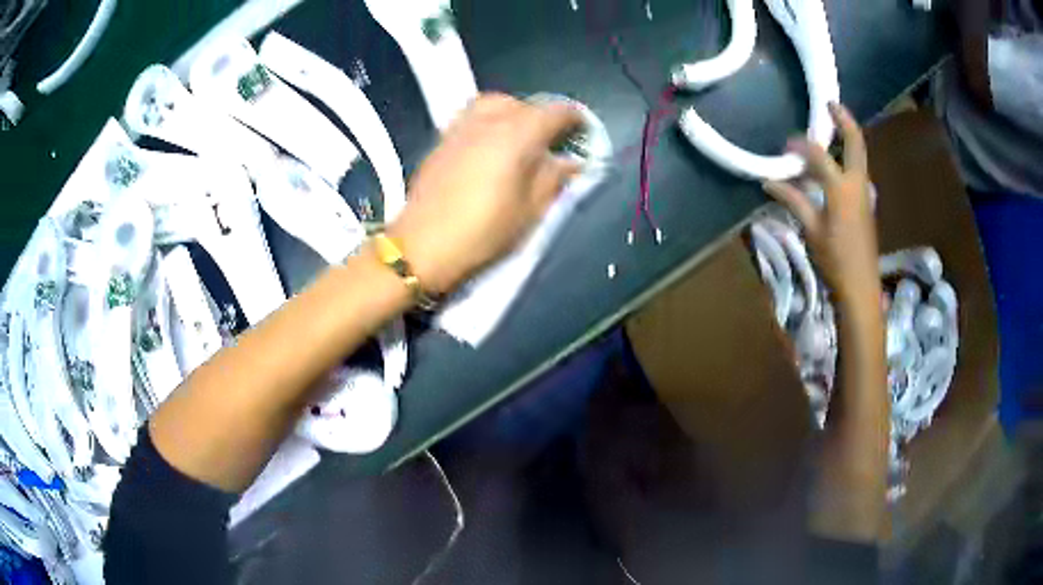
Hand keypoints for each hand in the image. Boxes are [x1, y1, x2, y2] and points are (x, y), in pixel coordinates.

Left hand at [387, 93, 582, 293]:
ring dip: (513, 113)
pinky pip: (472, 116)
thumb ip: (555, 178)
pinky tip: (490, 147)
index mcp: (516, 134)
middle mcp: (488, 121)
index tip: (584, 132)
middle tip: (551, 141)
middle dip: (542, 116)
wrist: (421, 247)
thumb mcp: (531, 211)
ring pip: (494, 104)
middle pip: (523, 103)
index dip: (575, 119)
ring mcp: (460, 127)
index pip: (555, 112)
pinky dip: (489, 122)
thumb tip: (572, 162)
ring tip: (520, 139)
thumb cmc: (482, 233)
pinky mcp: (441, 140)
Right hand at [763, 103, 880, 307]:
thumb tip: (769, 181)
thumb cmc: (835, 260)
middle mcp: (857, 183)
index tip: (784, 146)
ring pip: (859, 155)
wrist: (861, 287)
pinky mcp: (865, 203)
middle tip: (831, 103)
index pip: (818, 155)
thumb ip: (793, 200)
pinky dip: (846, 157)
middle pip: (856, 143)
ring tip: (832, 126)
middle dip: (844, 120)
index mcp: (842, 188)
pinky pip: (857, 170)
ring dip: (848, 137)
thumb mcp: (811, 229)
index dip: (799, 146)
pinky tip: (834, 162)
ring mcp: (865, 192)